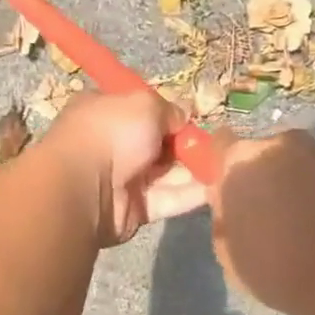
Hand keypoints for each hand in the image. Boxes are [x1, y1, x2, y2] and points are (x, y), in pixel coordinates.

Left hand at [42, 91, 210, 244]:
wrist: (85, 188)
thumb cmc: (111, 133)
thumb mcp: (145, 104)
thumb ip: (170, 109)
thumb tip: (183, 116)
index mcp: (105, 112)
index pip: (141, 110)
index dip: (168, 114)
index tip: (194, 118)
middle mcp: (113, 144)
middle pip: (159, 143)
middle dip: (187, 144)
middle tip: (218, 144)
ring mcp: (123, 178)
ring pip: (168, 173)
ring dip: (196, 169)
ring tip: (230, 167)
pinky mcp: (135, 209)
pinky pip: (169, 199)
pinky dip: (192, 194)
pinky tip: (219, 188)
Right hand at [209, 129, 314, 314]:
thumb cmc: (280, 268)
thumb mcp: (229, 253)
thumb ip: (225, 219)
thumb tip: (230, 206)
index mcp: (241, 160)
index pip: (220, 144)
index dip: (222, 167)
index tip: (227, 193)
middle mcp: (281, 145)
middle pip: (261, 155)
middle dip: (261, 178)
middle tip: (264, 215)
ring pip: (296, 166)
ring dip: (294, 186)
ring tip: (300, 227)